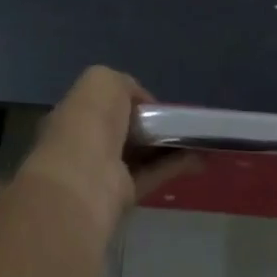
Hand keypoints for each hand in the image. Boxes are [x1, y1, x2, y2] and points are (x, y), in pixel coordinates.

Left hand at [18, 67, 191, 229]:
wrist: (85, 176)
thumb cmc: (89, 121)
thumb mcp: (104, 81)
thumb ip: (125, 85)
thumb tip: (143, 103)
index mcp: (75, 114)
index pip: (103, 105)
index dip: (129, 101)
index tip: (155, 103)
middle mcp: (86, 143)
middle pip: (124, 131)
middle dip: (151, 125)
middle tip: (182, 121)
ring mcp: (103, 171)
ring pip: (141, 155)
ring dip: (170, 146)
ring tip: (201, 139)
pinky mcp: (123, 194)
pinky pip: (152, 175)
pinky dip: (175, 165)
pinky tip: (201, 157)